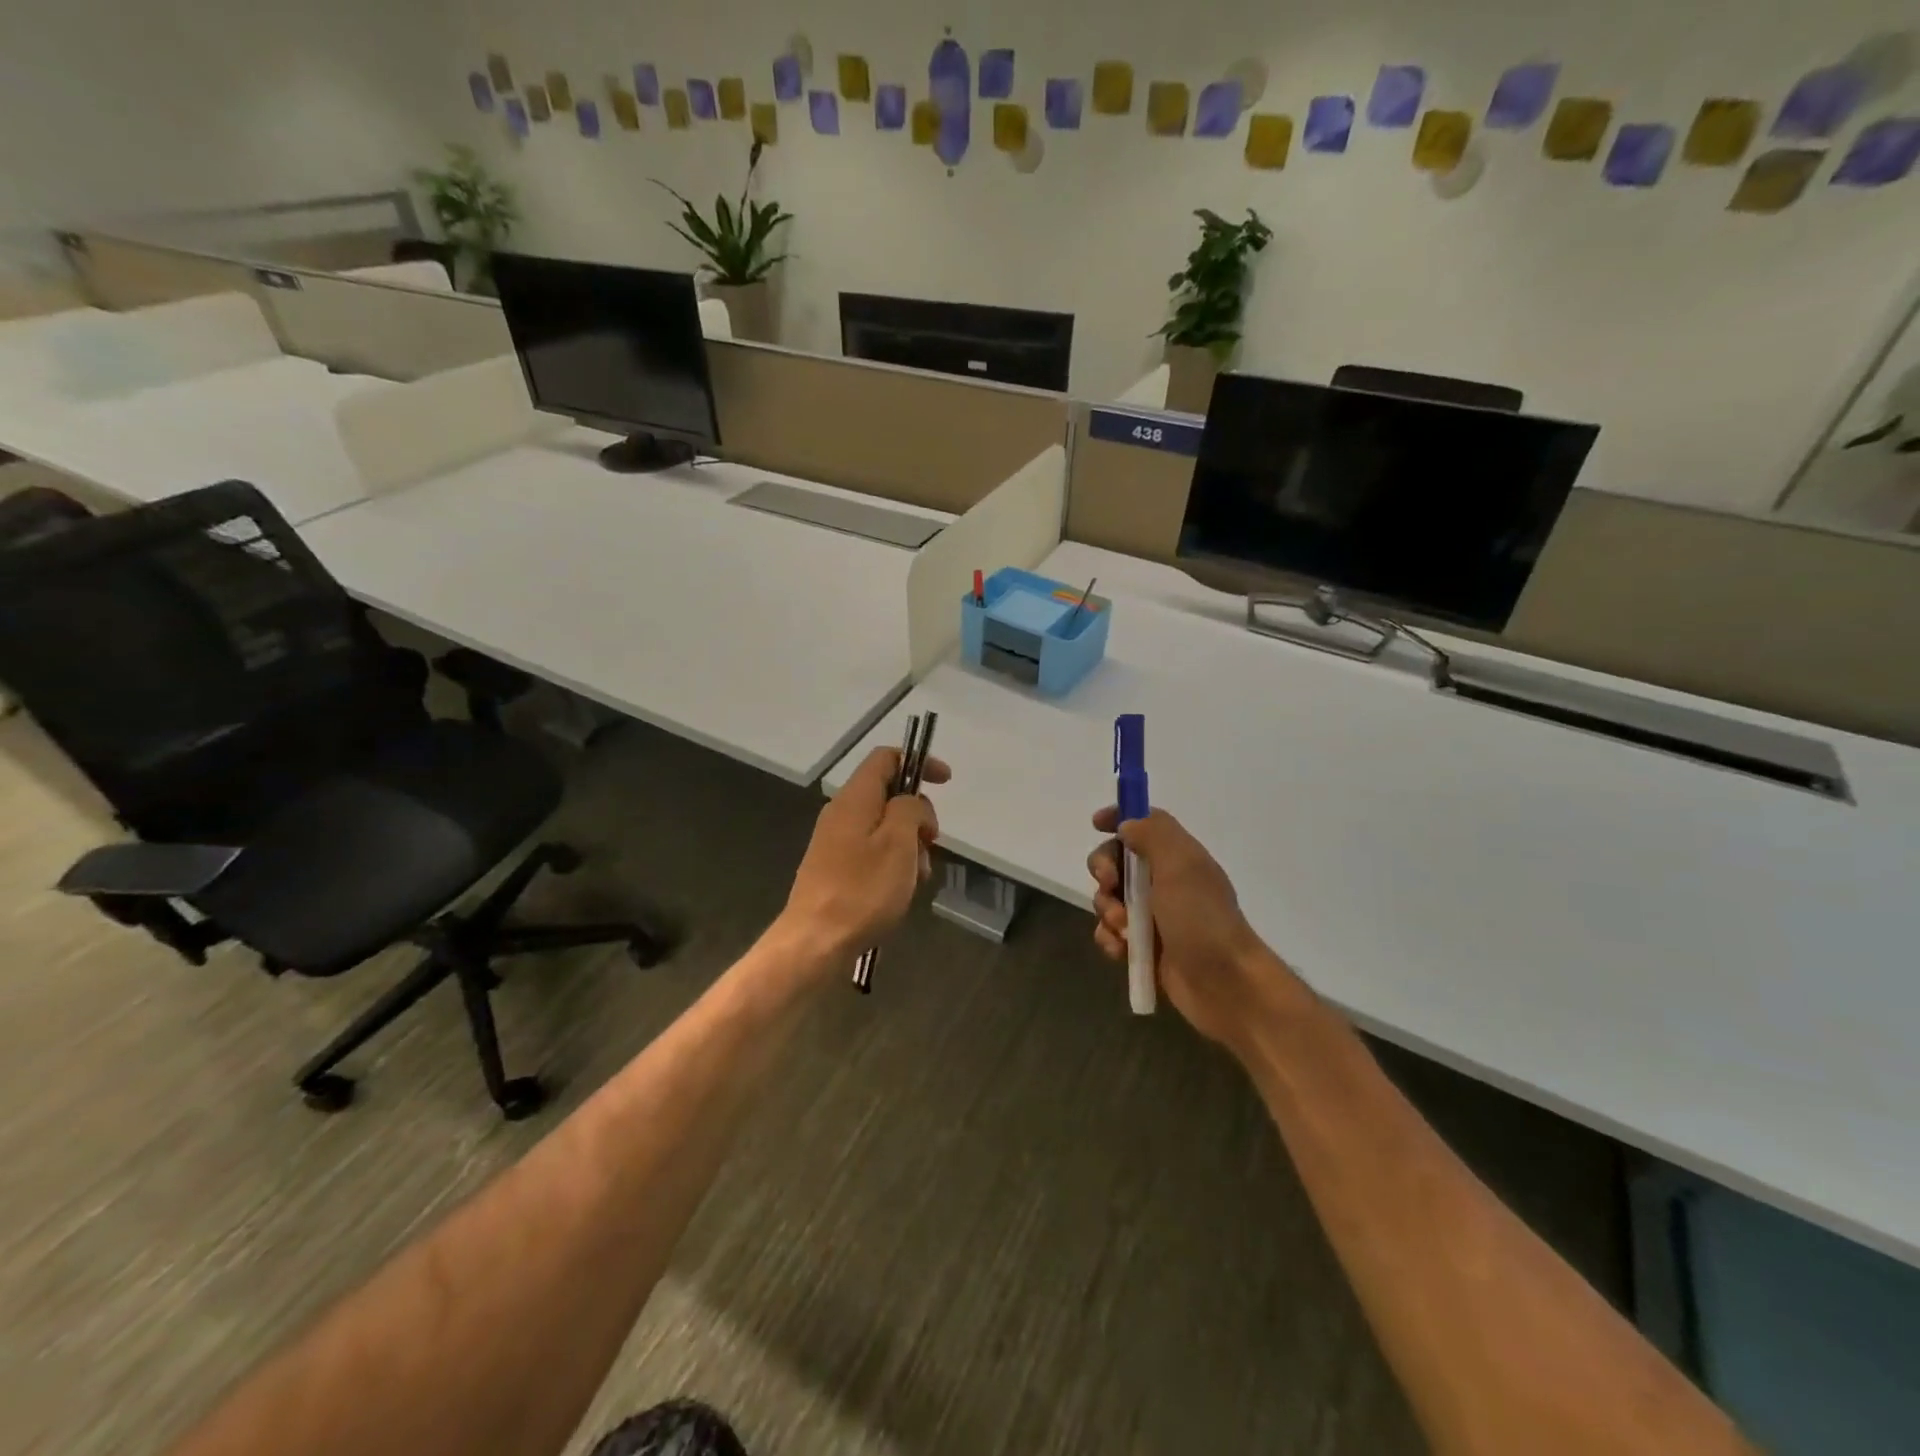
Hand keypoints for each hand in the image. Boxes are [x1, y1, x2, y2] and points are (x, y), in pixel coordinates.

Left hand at [781, 746, 948, 965]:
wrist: (814, 942)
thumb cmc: (863, 890)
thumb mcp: (898, 843)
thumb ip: (910, 809)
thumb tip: (911, 803)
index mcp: (855, 798)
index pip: (886, 758)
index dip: (918, 762)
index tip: (945, 782)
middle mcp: (841, 812)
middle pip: (888, 794)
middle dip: (918, 814)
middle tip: (931, 844)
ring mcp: (834, 841)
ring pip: (883, 826)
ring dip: (908, 843)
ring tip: (918, 876)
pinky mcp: (834, 867)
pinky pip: (871, 850)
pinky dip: (893, 861)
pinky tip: (901, 889)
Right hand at [1087, 808, 1300, 1048]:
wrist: (1225, 985)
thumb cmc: (1201, 919)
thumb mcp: (1180, 865)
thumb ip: (1152, 834)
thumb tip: (1127, 825)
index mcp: (1178, 857)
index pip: (1144, 824)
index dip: (1119, 818)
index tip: (1096, 824)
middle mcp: (1165, 881)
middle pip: (1117, 860)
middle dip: (1104, 871)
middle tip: (1110, 885)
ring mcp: (1154, 916)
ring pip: (1109, 899)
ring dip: (1107, 910)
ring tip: (1123, 930)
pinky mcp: (1145, 947)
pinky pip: (1112, 933)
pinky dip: (1110, 939)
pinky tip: (1120, 951)